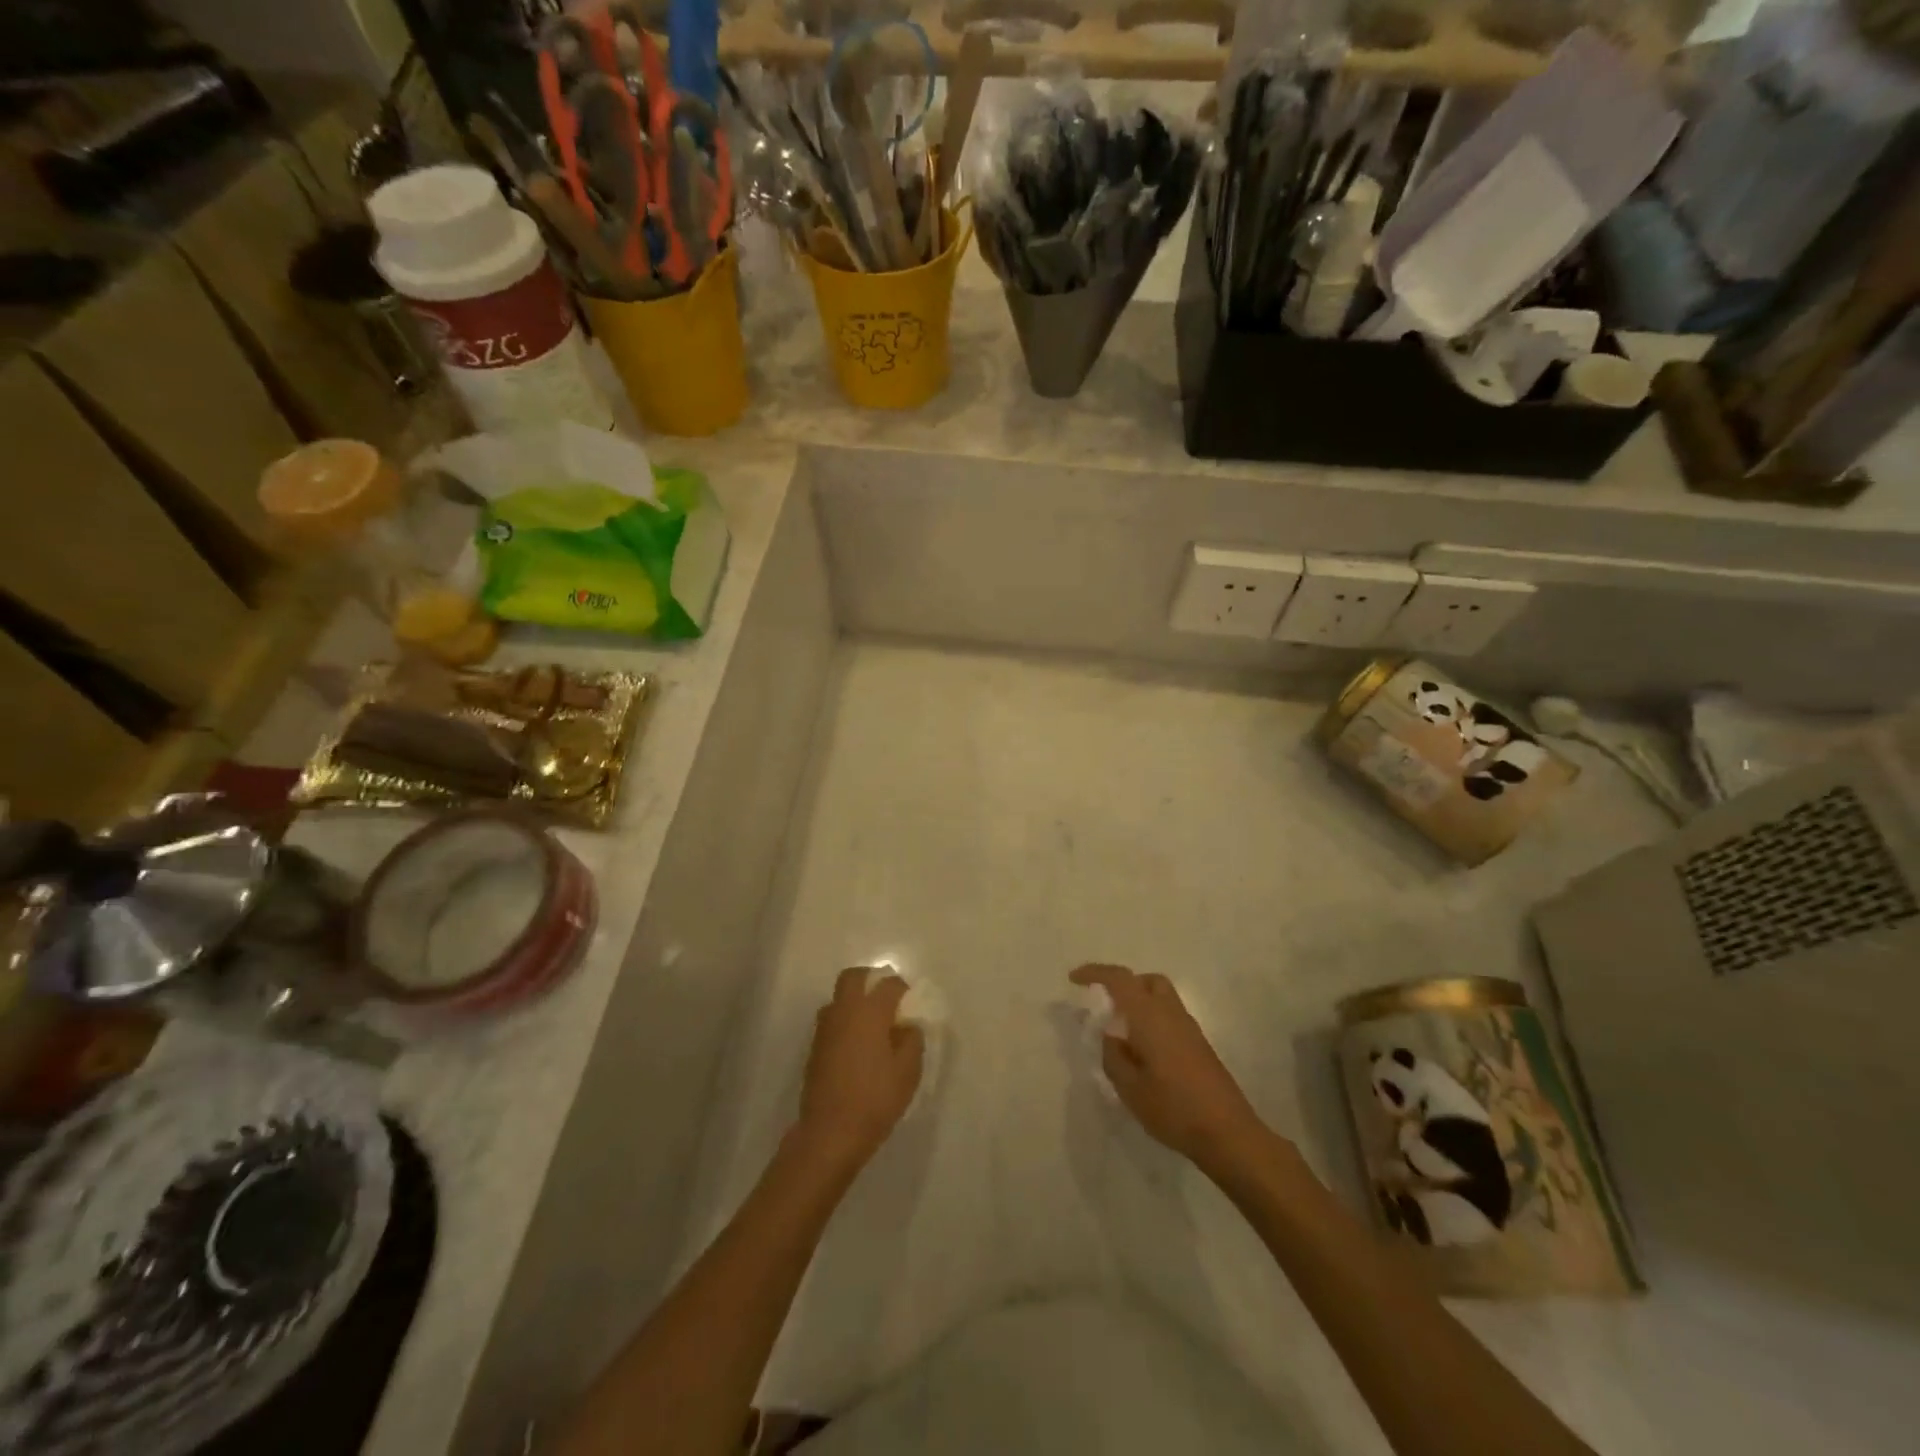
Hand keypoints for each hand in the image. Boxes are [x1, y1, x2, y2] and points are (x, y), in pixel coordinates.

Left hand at [796, 968, 924, 1171]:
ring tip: (872, 1025)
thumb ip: (912, 1040)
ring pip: (838, 998)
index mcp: (869, 1011)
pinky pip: (832, 1020)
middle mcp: (844, 1010)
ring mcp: (825, 1028)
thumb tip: (907, 1026)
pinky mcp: (815, 1047)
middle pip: (853, 977)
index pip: (889, 983)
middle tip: (887, 1000)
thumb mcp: (908, 1071)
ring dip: (855, 1001)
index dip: (903, 989)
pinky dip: (845, 1021)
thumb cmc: (875, 1098)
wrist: (830, 1132)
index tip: (912, 1004)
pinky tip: (857, 1046)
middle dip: (871, 979)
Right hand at [1070, 964, 1270, 1176]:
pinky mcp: (1199, 1046)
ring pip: (1161, 998)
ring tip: (1122, 1033)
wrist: (1228, 1133)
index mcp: (1150, 1016)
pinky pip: (1170, 1018)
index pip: (1120, 979)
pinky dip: (1152, 1020)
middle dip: (1123, 985)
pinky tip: (1144, 1053)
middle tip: (1104, 1006)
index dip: (1095, 973)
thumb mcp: (1130, 1087)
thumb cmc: (1173, 1108)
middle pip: (1147, 981)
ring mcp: (1189, 1029)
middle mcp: (1171, 1014)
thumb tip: (1110, 1037)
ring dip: (1139, 1003)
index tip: (1074, 979)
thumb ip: (1113, 1056)